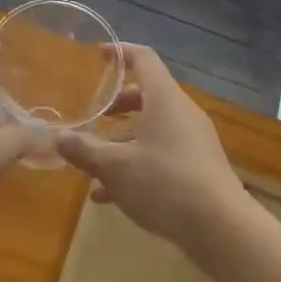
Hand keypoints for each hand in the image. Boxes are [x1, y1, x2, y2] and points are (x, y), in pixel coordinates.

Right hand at [56, 45, 250, 255]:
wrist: (222, 229)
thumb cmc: (165, 182)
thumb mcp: (116, 167)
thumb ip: (85, 150)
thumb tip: (58, 137)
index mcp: (164, 98)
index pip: (144, 59)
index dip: (121, 52)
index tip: (99, 55)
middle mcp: (181, 112)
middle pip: (147, 96)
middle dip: (117, 106)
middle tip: (92, 117)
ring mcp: (193, 141)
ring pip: (152, 130)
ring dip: (122, 142)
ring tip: (93, 164)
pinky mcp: (199, 168)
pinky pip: (162, 155)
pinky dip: (138, 165)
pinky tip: (110, 196)